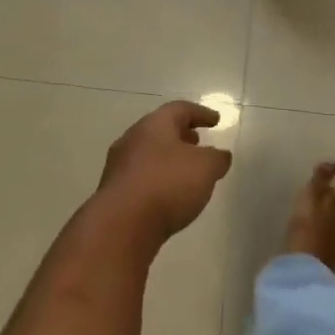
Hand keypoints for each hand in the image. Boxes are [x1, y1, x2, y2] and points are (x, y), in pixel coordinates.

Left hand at [95, 101, 231, 243]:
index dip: (200, 113)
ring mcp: (119, 166)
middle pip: (160, 130)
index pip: (180, 109)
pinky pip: (140, 178)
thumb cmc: (167, 184)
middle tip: (198, 142)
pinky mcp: (114, 193)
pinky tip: (168, 196)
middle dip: (181, 135)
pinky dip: (157, 180)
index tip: (216, 121)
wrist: (121, 225)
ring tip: (186, 172)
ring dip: (168, 158)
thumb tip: (220, 155)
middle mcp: (132, 139)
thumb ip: (217, 158)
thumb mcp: (205, 168)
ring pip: (148, 154)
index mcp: (154, 125)